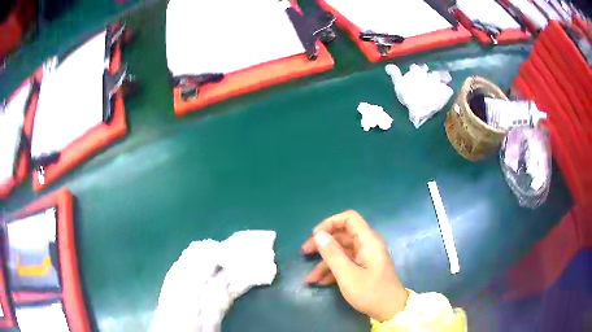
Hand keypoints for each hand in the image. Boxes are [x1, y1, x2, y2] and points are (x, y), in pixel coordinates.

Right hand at [302, 211, 407, 321]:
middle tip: (305, 253)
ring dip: (324, 263)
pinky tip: (320, 283)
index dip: (330, 223)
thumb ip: (332, 254)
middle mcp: (367, 246)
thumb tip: (318, 234)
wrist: (390, 311)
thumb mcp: (347, 275)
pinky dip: (332, 271)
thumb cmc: (370, 292)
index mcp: (368, 241)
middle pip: (342, 236)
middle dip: (323, 244)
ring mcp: (365, 258)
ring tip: (309, 278)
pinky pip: (345, 264)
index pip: (349, 219)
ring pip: (341, 253)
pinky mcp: (363, 269)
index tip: (315, 236)